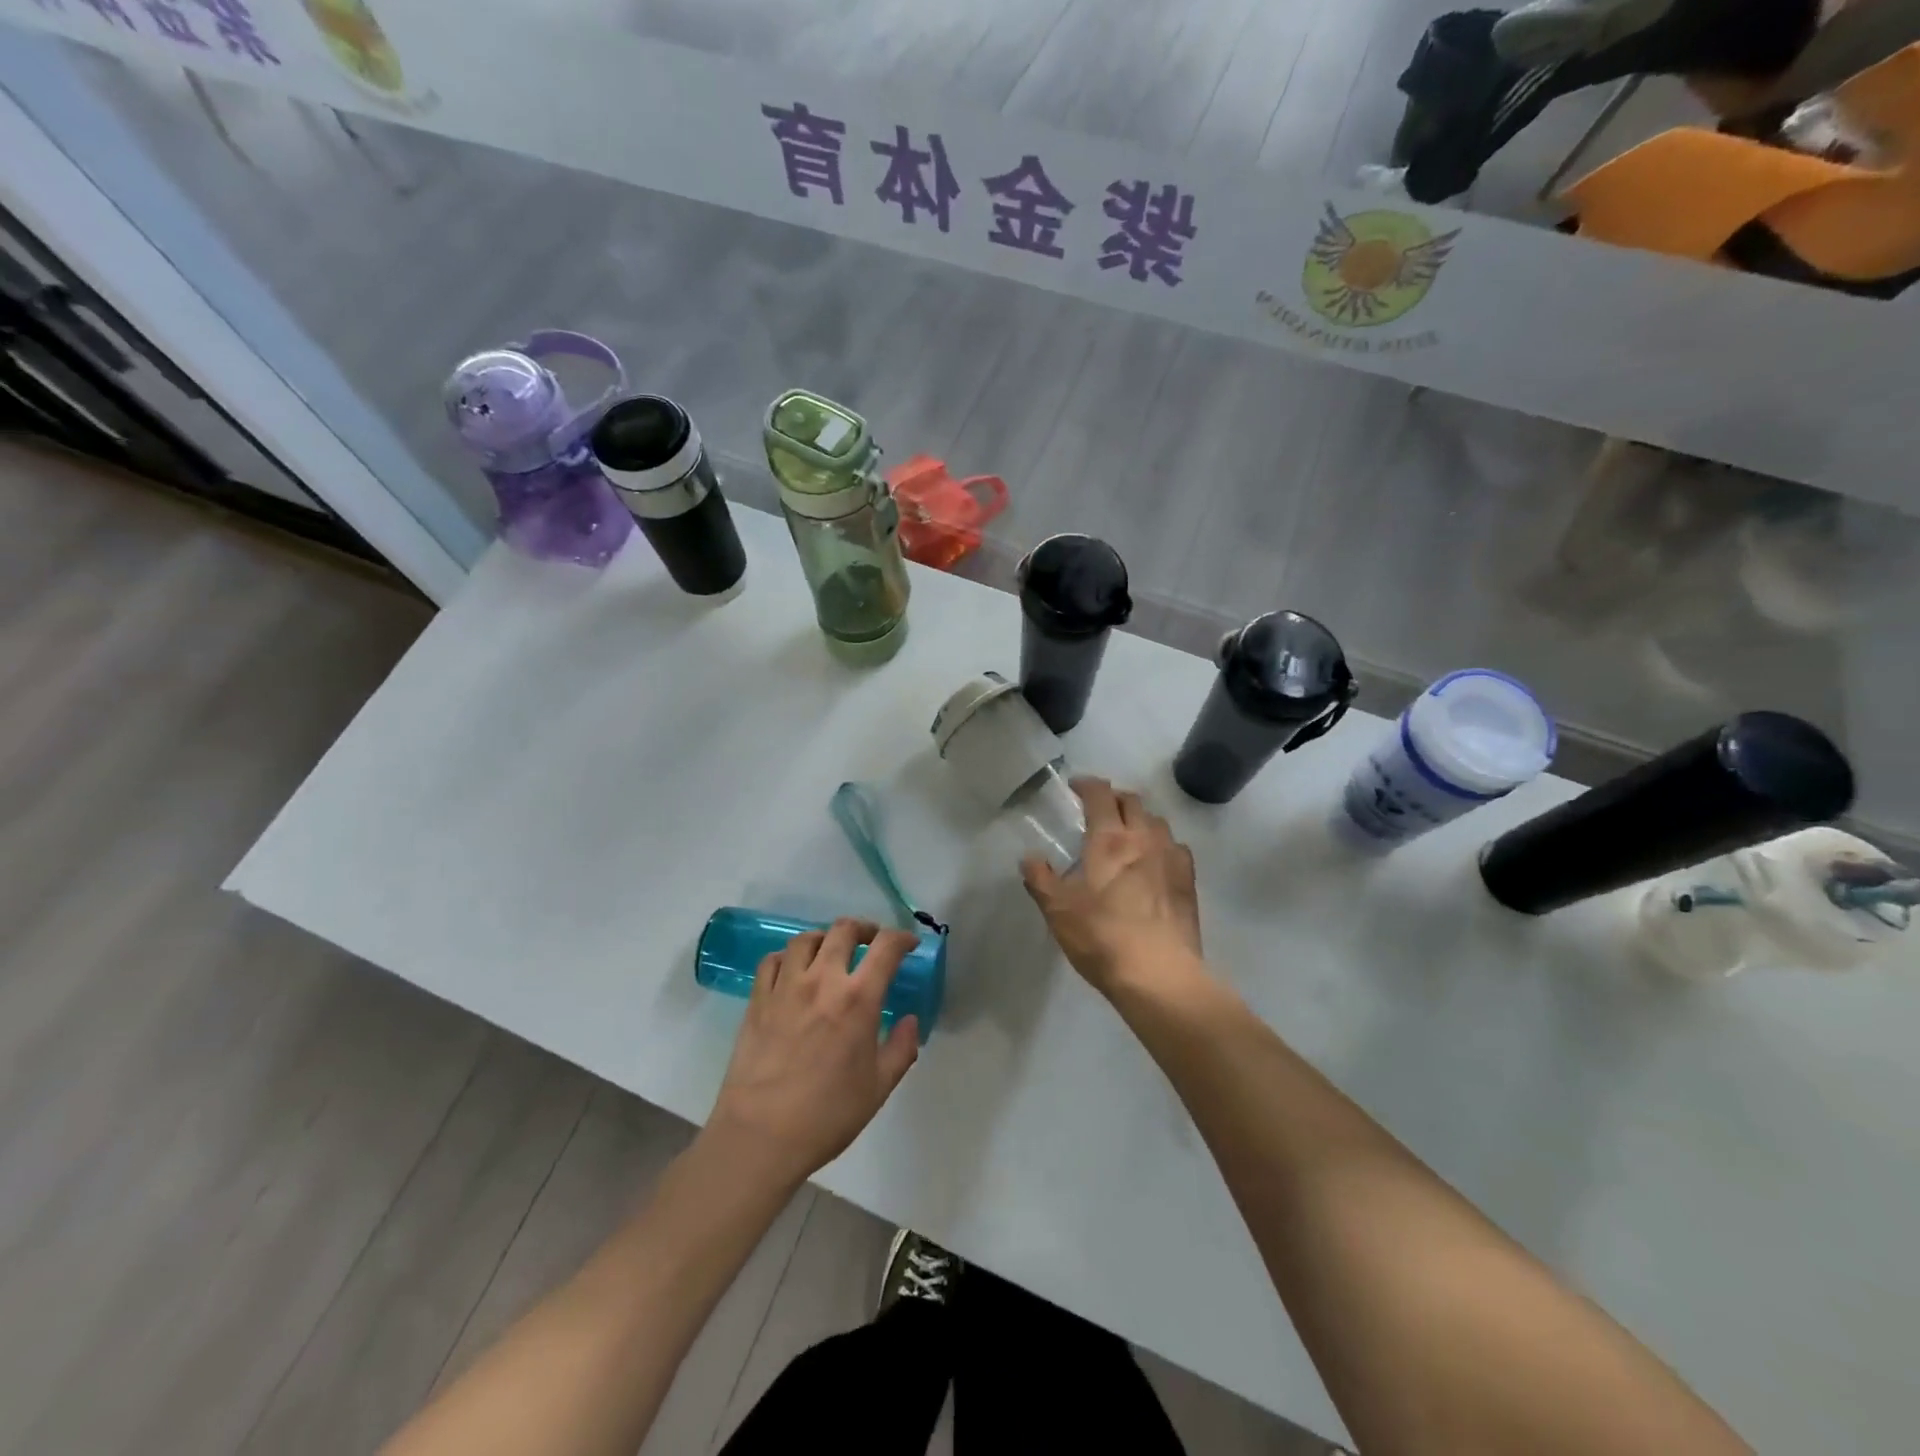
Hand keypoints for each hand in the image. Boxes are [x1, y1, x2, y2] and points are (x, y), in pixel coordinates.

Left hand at [705, 918, 920, 1189]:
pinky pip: (772, 960)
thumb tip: (910, 1021)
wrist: (760, 1137)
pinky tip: (793, 971)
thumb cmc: (826, 1116)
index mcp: (858, 999)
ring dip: (825, 938)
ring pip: (806, 939)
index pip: (886, 947)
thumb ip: (901, 1049)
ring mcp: (785, 987)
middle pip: (843, 930)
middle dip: (864, 929)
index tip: (909, 945)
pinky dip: (788, 957)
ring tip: (831, 952)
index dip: (902, 938)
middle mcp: (822, 980)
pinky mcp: (757, 1000)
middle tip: (871, 942)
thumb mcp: (878, 1088)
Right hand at [1021, 777, 1204, 997]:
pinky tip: (1154, 861)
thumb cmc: (1102, 937)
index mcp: (1110, 839)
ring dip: (1140, 819)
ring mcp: (1171, 858)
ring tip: (1127, 833)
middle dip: (1114, 798)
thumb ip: (1040, 879)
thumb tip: (1030, 857)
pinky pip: (1176, 847)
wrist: (1159, 975)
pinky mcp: (1189, 881)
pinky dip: (1161, 844)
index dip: (1087, 785)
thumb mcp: (1058, 910)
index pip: (1100, 795)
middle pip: (1133, 801)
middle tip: (1098, 809)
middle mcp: (1144, 838)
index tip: (1075, 787)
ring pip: (1158, 821)